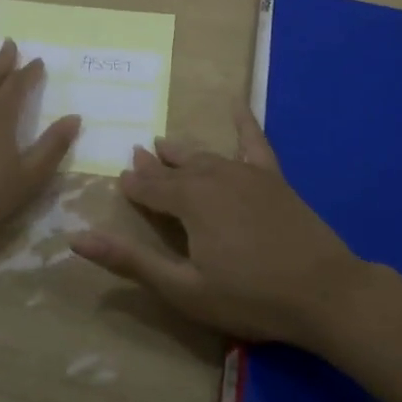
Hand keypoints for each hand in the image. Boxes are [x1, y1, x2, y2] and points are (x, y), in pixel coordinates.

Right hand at [70, 106, 365, 348]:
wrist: (324, 292)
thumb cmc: (250, 296)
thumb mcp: (183, 288)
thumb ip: (131, 261)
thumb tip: (77, 238)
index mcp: (189, 202)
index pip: (150, 188)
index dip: (133, 186)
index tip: (119, 181)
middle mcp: (213, 177)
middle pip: (176, 169)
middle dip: (154, 165)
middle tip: (137, 155)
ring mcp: (246, 174)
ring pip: (205, 156)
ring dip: (182, 152)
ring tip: (164, 143)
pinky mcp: (273, 178)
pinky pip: (254, 143)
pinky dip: (243, 122)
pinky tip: (237, 104)